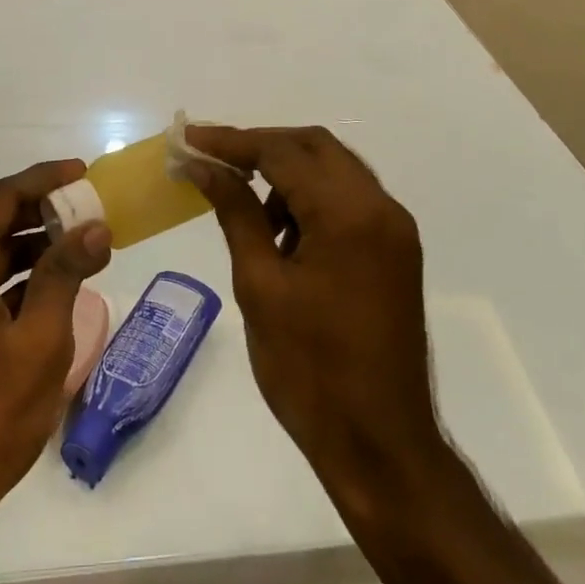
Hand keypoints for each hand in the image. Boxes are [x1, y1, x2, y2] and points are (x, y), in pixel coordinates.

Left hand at [0, 161, 111, 533]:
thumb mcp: (39, 343)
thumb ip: (65, 275)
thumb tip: (94, 228)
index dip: (43, 180)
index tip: (82, 172)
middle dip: (39, 215)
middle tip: (88, 214)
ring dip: (24, 249)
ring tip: (77, 251)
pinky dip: (5, 282)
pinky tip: (44, 292)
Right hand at [183, 127, 442, 491]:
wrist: (381, 444)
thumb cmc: (310, 370)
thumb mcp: (260, 285)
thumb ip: (235, 213)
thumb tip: (203, 166)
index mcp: (348, 214)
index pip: (282, 152)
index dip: (231, 141)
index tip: (188, 139)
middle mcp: (381, 208)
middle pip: (315, 147)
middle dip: (261, 147)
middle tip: (213, 161)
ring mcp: (395, 229)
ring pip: (334, 170)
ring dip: (287, 172)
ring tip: (245, 206)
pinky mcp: (396, 251)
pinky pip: (349, 201)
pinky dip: (312, 200)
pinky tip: (282, 233)